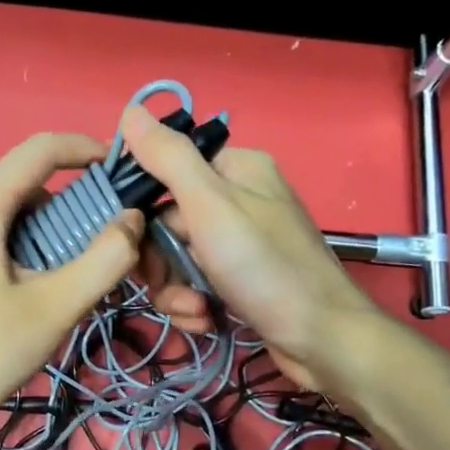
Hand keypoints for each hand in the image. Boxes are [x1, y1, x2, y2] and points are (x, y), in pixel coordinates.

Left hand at [0, 133, 142, 448]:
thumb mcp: (53, 309)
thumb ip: (103, 260)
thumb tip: (132, 220)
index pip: (42, 149)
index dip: (88, 150)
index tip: (122, 173)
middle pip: (24, 185)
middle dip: (71, 209)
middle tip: (103, 251)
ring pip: (5, 215)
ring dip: (46, 234)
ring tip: (70, 281)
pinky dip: (18, 249)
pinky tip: (30, 293)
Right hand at [120, 104, 377, 389]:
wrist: (321, 339)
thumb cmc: (266, 267)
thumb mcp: (211, 206)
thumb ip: (169, 159)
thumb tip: (130, 111)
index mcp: (235, 170)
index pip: (165, 173)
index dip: (141, 209)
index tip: (128, 239)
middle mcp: (238, 201)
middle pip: (166, 223)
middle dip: (160, 261)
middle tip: (165, 283)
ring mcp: (239, 244)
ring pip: (177, 260)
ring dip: (175, 290)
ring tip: (194, 309)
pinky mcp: (239, 281)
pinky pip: (196, 284)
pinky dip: (194, 304)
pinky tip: (206, 319)